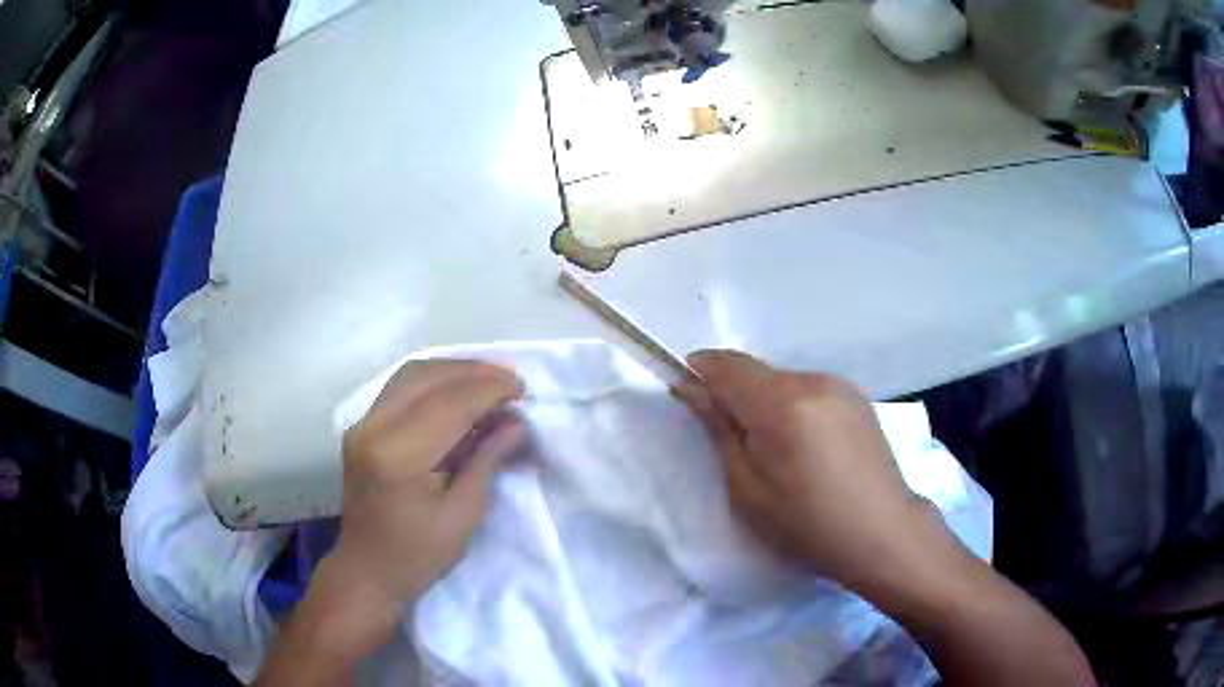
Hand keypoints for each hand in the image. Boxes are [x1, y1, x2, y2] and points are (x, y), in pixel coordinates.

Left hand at [323, 360, 524, 654]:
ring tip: (490, 379)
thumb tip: (516, 421)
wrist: (368, 570)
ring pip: (411, 375)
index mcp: (397, 456)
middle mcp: (372, 428)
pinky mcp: (361, 427)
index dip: (488, 389)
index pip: (448, 404)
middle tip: (511, 379)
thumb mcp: (463, 515)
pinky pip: (400, 388)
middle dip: (474, 372)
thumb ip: (487, 460)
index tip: (522, 389)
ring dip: (454, 371)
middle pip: (427, 377)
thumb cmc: (419, 555)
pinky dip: (434, 382)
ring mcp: (362, 424)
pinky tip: (459, 390)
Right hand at [672, 350, 936, 589]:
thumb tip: (693, 389)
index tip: (685, 394)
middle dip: (732, 392)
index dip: (699, 372)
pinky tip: (804, 446)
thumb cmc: (807, 524)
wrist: (882, 533)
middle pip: (755, 371)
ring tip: (772, 450)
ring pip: (782, 380)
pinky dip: (792, 406)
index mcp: (782, 403)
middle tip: (730, 440)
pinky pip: (808, 389)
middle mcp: (813, 380)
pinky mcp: (857, 397)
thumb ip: (720, 430)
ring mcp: (840, 386)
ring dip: (763, 400)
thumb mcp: (749, 489)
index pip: (726, 365)